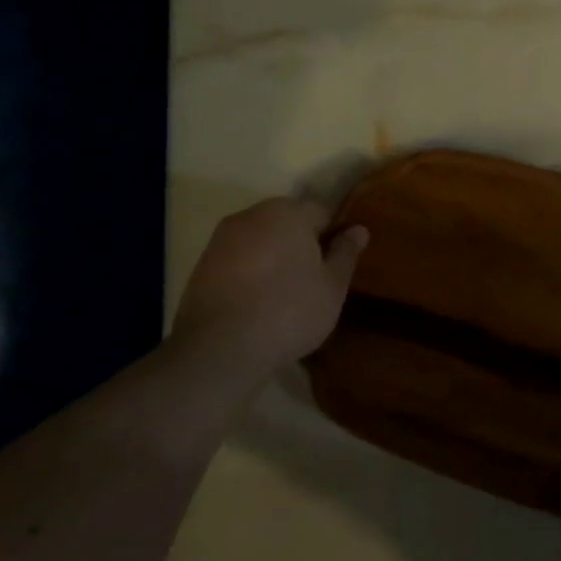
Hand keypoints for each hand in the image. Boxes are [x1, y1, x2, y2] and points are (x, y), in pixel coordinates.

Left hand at [172, 199, 367, 372]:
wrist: (221, 348)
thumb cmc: (290, 310)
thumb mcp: (332, 286)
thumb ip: (346, 253)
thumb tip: (358, 229)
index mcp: (288, 213)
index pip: (321, 212)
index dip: (332, 237)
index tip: (335, 265)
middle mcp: (252, 215)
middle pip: (287, 222)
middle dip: (301, 244)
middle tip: (313, 281)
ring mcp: (221, 239)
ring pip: (260, 240)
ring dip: (274, 258)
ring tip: (283, 296)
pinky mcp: (201, 265)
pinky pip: (238, 260)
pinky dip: (250, 273)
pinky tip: (256, 303)